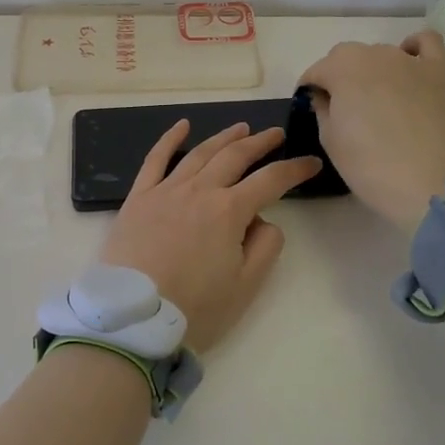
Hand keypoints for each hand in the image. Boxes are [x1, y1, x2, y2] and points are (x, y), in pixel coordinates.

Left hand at [100, 121, 321, 353]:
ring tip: (241, 128)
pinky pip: (155, 159)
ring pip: (200, 153)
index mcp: (229, 211)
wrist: (132, 318)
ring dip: (224, 138)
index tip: (312, 163)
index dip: (295, 169)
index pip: (271, 180)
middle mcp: (199, 190)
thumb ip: (265, 247)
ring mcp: (166, 190)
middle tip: (276, 134)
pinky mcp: (138, 198)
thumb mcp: (245, 286)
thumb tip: (264, 220)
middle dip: (260, 143)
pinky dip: (169, 139)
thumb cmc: (194, 309)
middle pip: (235, 157)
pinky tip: (182, 126)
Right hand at [299, 31, 444, 234]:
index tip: (312, 107)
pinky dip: (414, 48)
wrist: (426, 185)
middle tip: (345, 108)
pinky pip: (426, 42)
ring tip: (379, 99)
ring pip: (381, 53)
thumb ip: (322, 108)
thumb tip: (323, 95)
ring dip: (372, 69)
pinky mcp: (440, 70)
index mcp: (341, 69)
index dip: (310, 90)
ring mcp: (409, 60)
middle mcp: (374, 54)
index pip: (316, 71)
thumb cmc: (369, 165)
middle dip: (339, 76)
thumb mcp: (330, 140)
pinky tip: (410, 65)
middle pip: (347, 57)